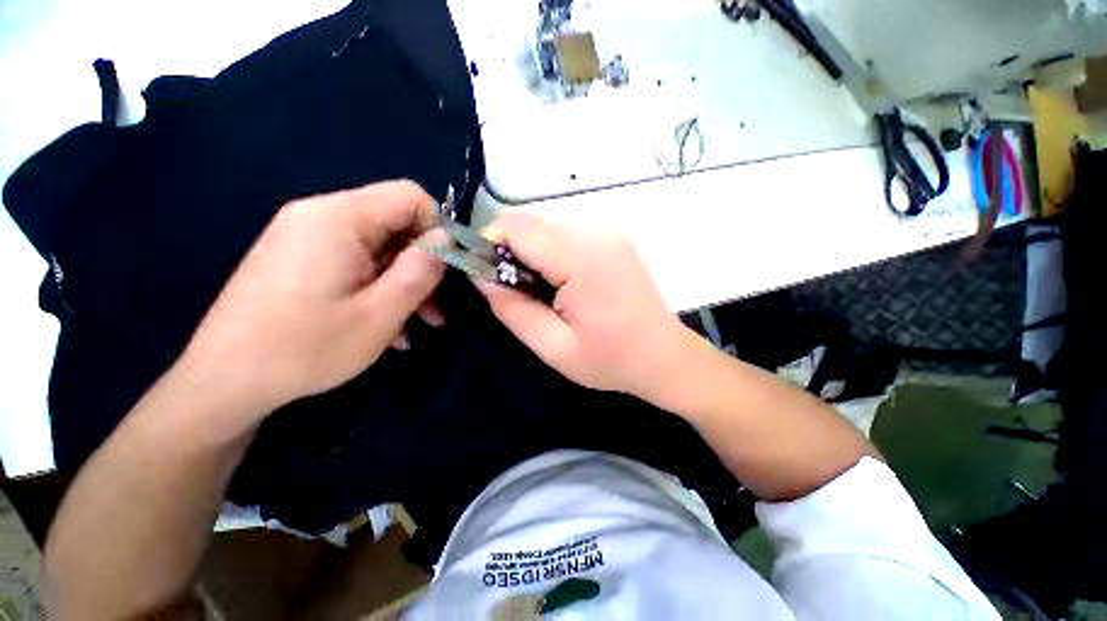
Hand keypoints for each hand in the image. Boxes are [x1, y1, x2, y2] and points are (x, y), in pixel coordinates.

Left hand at [178, 181, 445, 418]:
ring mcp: (306, 237)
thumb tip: (447, 240)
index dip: (439, 228)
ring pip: (379, 246)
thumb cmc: (306, 348)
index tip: (449, 269)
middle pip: (394, 223)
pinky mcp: (299, 258)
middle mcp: (319, 215)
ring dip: (404, 281)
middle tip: (436, 308)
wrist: (223, 382)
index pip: (409, 196)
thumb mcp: (381, 313)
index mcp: (338, 218)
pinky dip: (378, 286)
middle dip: (423, 263)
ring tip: (418, 324)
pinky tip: (386, 325)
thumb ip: (421, 270)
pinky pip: (355, 261)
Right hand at [474, 212, 697, 398]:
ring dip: (534, 256)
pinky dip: (553, 255)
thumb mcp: (553, 347)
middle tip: (519, 292)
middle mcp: (597, 234)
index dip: (490, 243)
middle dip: (512, 253)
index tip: (488, 275)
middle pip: (532, 225)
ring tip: (545, 294)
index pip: (517, 226)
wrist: (665, 357)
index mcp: (582, 259)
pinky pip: (568, 237)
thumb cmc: (611, 360)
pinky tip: (565, 286)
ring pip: (548, 230)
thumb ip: (511, 308)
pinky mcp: (614, 239)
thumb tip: (479, 275)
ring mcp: (609, 233)